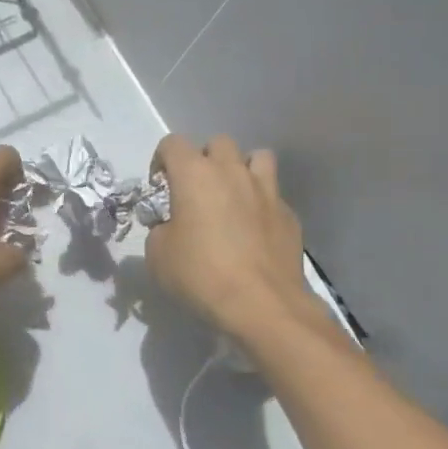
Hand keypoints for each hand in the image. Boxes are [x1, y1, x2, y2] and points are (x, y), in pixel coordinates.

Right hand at [144, 133, 322, 339]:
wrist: (262, 305)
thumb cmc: (201, 274)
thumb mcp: (158, 255)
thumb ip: (159, 229)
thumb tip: (170, 227)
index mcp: (194, 174)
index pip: (172, 143)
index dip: (161, 161)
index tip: (159, 188)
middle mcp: (232, 172)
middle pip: (217, 143)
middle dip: (204, 159)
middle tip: (196, 190)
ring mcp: (266, 191)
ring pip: (256, 157)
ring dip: (241, 169)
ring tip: (232, 196)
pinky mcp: (289, 215)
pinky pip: (273, 194)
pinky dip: (261, 203)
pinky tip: (254, 230)